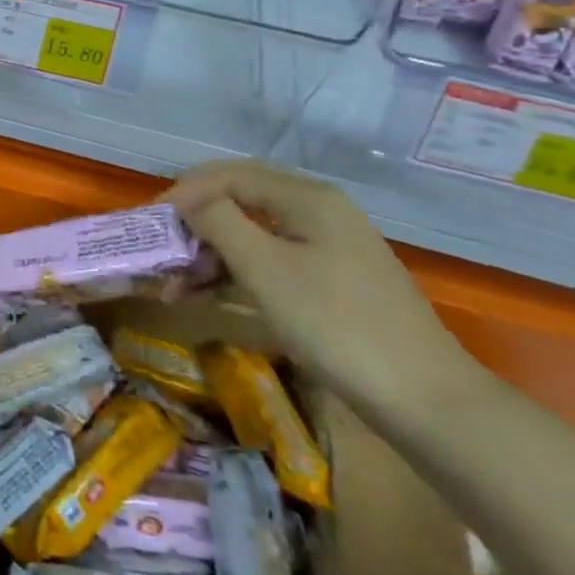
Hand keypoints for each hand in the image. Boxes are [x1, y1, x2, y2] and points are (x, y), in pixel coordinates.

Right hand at [162, 160, 471, 416]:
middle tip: (161, 252)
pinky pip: (273, 259)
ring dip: (212, 252)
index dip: (184, 192)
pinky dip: (238, 271)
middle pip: (241, 199)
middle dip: (195, 223)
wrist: (425, 399)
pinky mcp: (333, 279)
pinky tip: (211, 294)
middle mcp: (319, 210)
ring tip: (176, 285)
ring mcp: (330, 246)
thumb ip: (220, 222)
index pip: (229, 175)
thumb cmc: (336, 325)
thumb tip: (188, 199)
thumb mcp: (266, 270)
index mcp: (307, 197)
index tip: (149, 222)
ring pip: (255, 232)